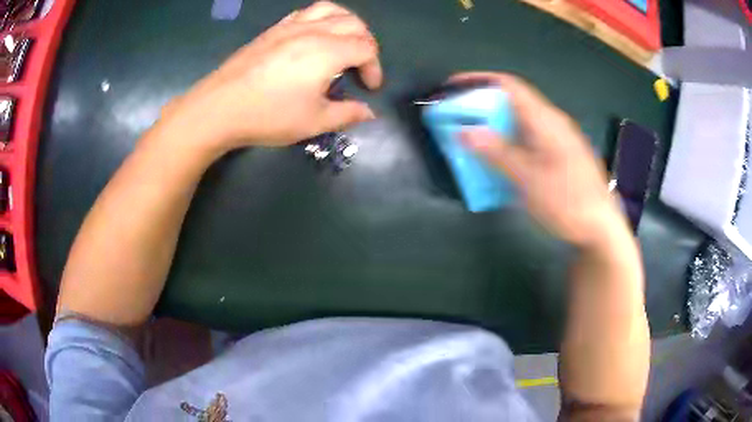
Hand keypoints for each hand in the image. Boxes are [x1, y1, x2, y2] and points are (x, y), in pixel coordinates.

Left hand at [163, 1, 382, 152]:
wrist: (219, 107)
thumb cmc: (268, 116)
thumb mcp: (313, 122)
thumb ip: (346, 114)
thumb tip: (369, 113)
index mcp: (328, 51)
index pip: (366, 48)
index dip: (375, 67)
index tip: (369, 88)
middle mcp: (313, 31)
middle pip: (354, 24)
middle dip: (366, 43)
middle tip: (361, 66)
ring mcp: (291, 26)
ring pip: (331, 10)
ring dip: (347, 23)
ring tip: (344, 42)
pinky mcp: (274, 30)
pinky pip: (306, 12)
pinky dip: (321, 18)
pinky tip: (315, 35)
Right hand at [453, 72, 627, 247]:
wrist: (601, 228)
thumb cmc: (567, 202)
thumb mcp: (529, 179)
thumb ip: (498, 152)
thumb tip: (465, 131)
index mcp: (546, 120)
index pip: (509, 85)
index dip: (479, 80)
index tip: (453, 87)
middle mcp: (553, 122)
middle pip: (513, 100)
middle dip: (483, 103)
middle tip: (458, 116)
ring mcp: (558, 138)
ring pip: (520, 120)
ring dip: (495, 122)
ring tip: (473, 135)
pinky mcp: (560, 154)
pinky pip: (529, 136)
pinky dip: (508, 138)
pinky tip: (500, 156)